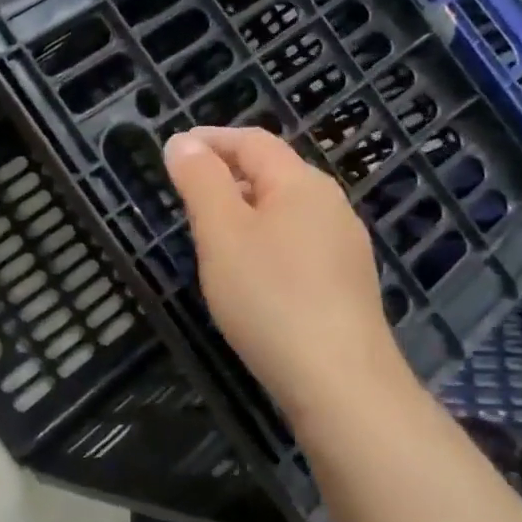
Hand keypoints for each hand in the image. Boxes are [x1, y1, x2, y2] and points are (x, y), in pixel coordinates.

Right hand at [163, 126, 410, 426]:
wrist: (339, 382)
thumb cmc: (270, 297)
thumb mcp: (221, 233)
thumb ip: (200, 181)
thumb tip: (182, 141)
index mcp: (301, 184)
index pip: (252, 141)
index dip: (211, 139)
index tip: (174, 149)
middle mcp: (331, 205)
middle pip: (273, 173)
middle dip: (227, 174)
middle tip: (185, 192)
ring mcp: (344, 246)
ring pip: (286, 211)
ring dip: (246, 208)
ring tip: (211, 231)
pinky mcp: (347, 283)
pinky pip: (298, 243)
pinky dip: (265, 240)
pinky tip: (250, 272)